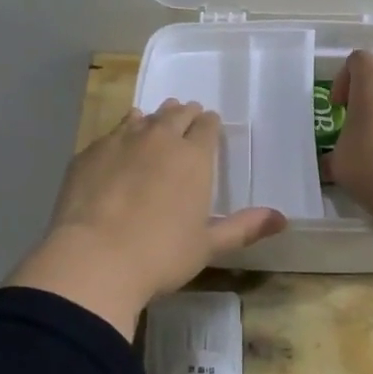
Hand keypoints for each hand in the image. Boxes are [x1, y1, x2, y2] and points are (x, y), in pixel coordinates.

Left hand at [9, 100, 285, 335]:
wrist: (94, 258)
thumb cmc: (160, 255)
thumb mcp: (207, 246)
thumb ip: (243, 227)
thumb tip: (282, 219)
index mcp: (193, 157)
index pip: (207, 126)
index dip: (210, 125)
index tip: (210, 126)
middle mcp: (160, 138)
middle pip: (176, 115)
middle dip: (185, 115)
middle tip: (187, 118)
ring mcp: (121, 141)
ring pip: (144, 118)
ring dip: (154, 119)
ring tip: (155, 123)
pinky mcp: (90, 152)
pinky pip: (113, 132)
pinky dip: (122, 133)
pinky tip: (120, 142)